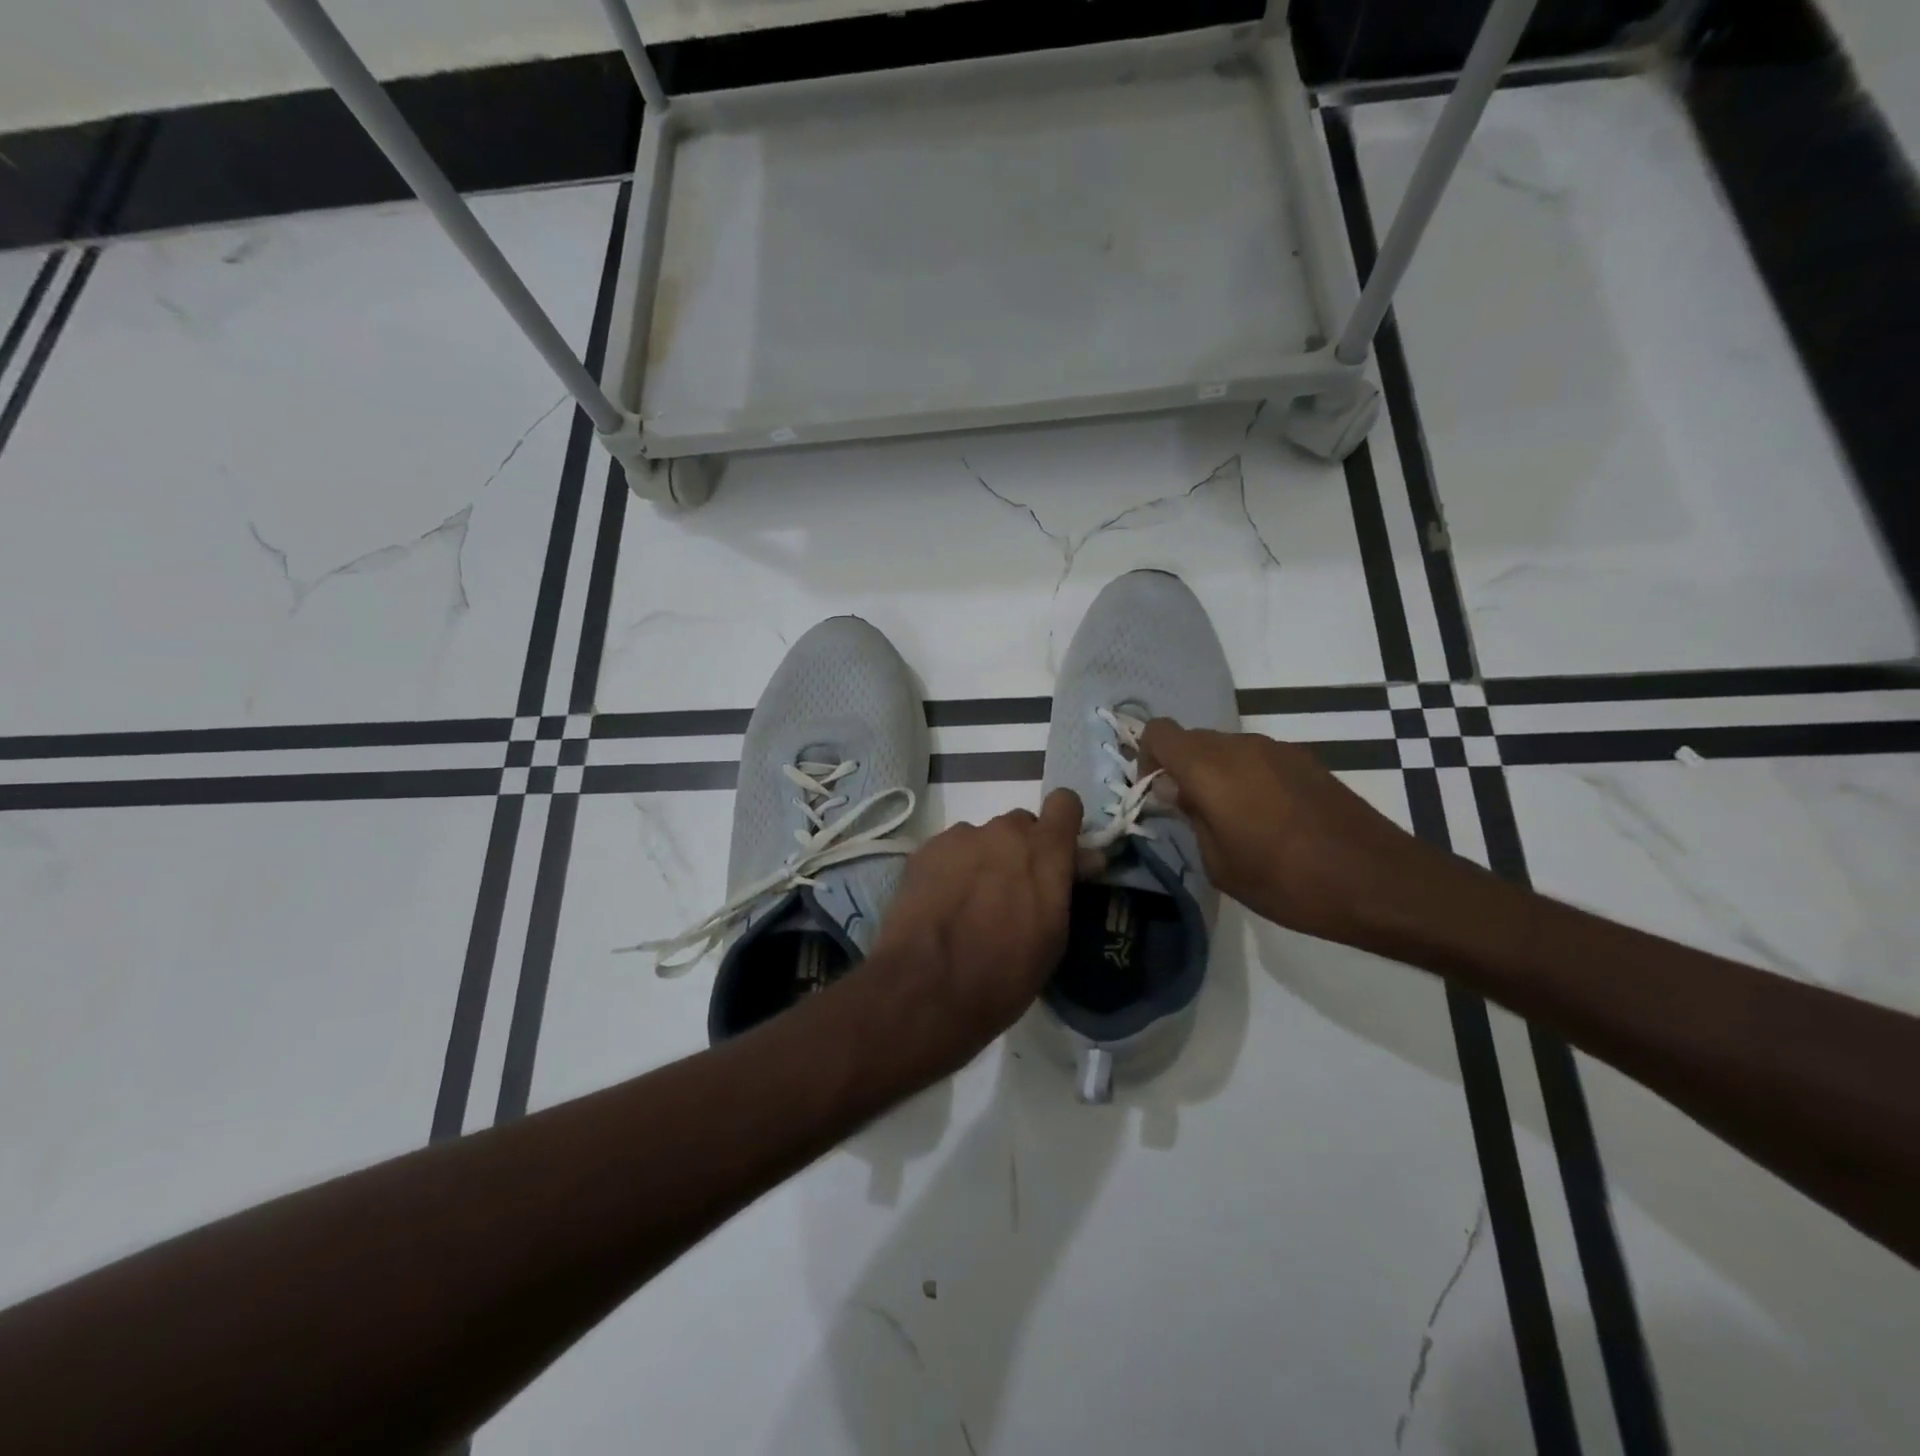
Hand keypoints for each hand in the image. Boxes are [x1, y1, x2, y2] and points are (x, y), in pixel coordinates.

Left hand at [857, 789, 1081, 1078]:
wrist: (926, 987)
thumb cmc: (1005, 974)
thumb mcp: (1053, 938)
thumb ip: (1064, 887)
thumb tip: (1082, 860)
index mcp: (1044, 850)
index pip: (1065, 804)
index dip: (1063, 825)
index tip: (1059, 853)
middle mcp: (1003, 832)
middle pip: (1020, 825)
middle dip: (1021, 851)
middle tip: (1011, 891)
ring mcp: (960, 837)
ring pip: (982, 838)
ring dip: (983, 861)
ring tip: (968, 904)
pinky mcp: (925, 850)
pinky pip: (949, 851)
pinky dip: (950, 870)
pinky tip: (940, 905)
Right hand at [1140, 720, 1446, 946]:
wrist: (1379, 882)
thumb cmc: (1288, 882)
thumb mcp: (1221, 864)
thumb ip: (1191, 817)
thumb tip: (1175, 789)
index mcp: (1211, 769)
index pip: (1160, 732)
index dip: (1147, 757)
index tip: (1155, 794)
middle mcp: (1241, 746)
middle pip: (1192, 739)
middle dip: (1180, 768)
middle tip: (1188, 812)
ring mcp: (1278, 749)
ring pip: (1226, 748)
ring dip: (1214, 773)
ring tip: (1230, 820)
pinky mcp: (1306, 761)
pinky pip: (1257, 758)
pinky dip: (1246, 778)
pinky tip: (1267, 819)